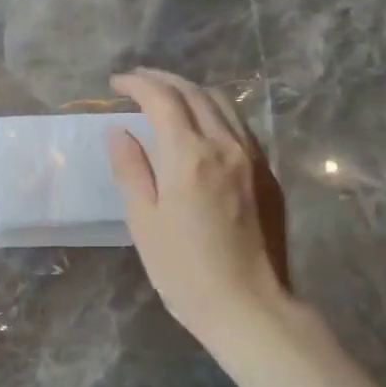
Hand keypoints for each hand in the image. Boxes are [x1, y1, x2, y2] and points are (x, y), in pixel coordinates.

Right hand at [108, 69, 290, 344]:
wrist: (249, 306)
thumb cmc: (184, 271)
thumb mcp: (144, 222)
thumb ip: (131, 169)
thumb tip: (119, 131)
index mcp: (189, 156)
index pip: (162, 99)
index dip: (137, 84)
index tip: (116, 83)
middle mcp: (225, 146)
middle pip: (195, 93)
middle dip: (163, 80)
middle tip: (138, 81)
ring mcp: (253, 158)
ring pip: (223, 105)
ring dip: (192, 91)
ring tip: (168, 95)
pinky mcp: (269, 175)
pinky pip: (240, 126)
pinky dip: (215, 111)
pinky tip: (202, 125)